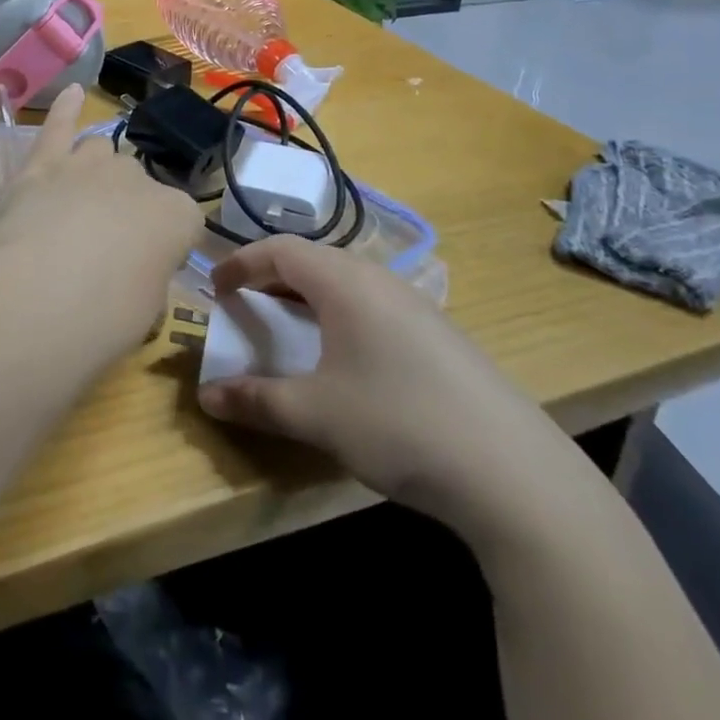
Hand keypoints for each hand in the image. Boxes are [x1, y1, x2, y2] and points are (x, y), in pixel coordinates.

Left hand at [0, 85, 203, 366]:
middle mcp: (137, 178)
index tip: (147, 271)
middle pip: (138, 184)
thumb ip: (147, 276)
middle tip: (106, 250)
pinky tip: (72, 93)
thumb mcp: (147, 311)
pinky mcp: (41, 165)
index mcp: (177, 215)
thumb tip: (133, 271)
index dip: (164, 248)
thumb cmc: (104, 321)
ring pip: (101, 153)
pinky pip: (57, 126)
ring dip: (97, 173)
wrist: (38, 303)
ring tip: (82, 204)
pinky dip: (64, 109)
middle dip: (127, 209)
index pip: (182, 223)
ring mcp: (87, 165)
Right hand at [197, 237, 586, 543]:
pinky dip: (340, 314)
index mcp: (345, 282)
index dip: (241, 263)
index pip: (281, 250)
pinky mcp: (439, 333)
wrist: (512, 470)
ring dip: (308, 296)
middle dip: (272, 277)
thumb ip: (257, 400)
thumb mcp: (316, 414)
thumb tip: (207, 396)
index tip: (215, 287)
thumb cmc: (398, 423)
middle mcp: (380, 279)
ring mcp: (416, 304)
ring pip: (346, 281)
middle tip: (247, 305)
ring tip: (290, 328)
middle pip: (314, 260)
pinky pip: (373, 304)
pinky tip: (346, 357)